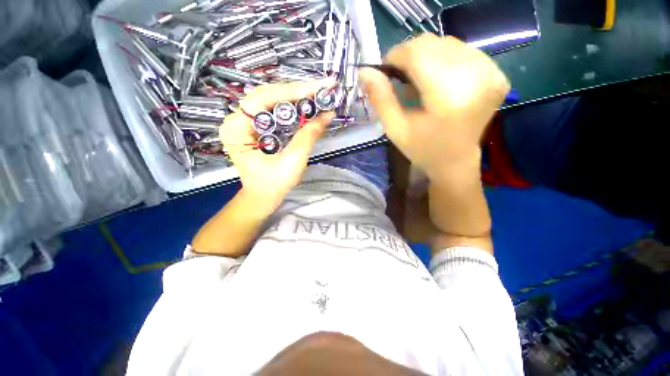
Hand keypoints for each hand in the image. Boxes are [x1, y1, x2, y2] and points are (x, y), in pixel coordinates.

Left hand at [219, 78, 335, 211]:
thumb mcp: (292, 161)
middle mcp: (237, 120)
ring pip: (273, 101)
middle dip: (298, 91)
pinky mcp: (256, 128)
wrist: (262, 198)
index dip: (293, 91)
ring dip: (297, 98)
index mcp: (237, 128)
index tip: (318, 87)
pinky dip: (292, 108)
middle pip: (269, 95)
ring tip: (318, 94)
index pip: (264, 98)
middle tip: (322, 88)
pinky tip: (307, 106)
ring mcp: (246, 123)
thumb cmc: (273, 185)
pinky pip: (275, 111)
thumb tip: (327, 115)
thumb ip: (308, 136)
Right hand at [359, 34, 509, 178]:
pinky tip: (437, 80)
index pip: (418, 54)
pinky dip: (443, 60)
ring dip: (426, 57)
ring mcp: (492, 73)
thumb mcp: (395, 129)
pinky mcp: (497, 74)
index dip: (396, 55)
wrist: (456, 161)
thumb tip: (365, 72)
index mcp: (449, 97)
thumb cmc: (422, 149)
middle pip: (433, 44)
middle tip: (399, 77)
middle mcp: (477, 78)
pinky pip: (463, 51)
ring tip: (417, 80)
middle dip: (409, 55)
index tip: (385, 70)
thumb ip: (381, 99)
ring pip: (447, 43)